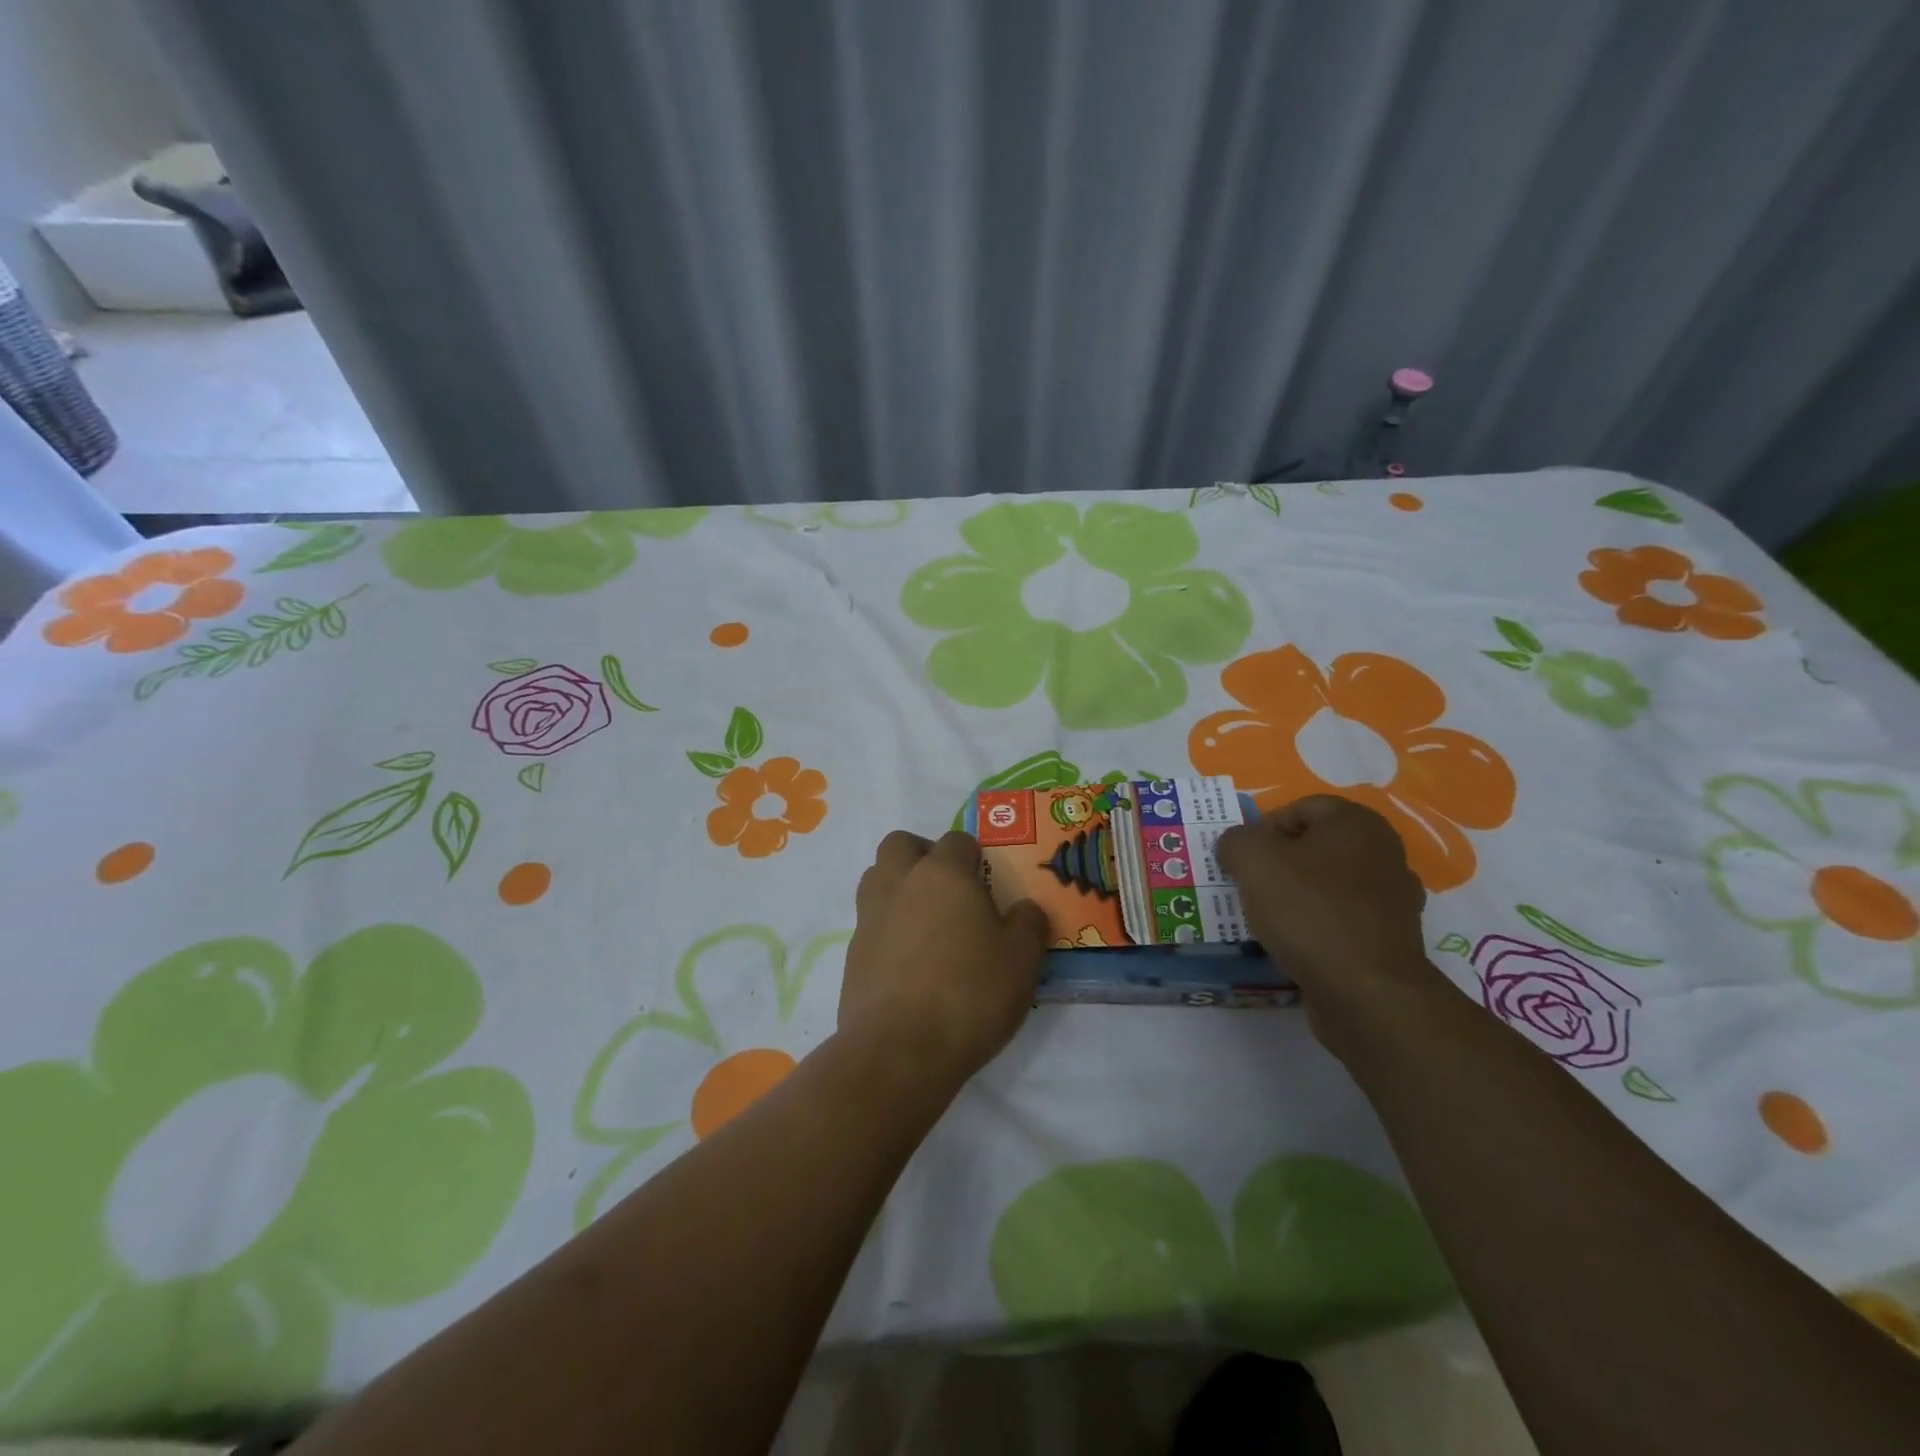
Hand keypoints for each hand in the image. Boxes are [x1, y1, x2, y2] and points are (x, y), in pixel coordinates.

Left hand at [841, 830, 1049, 1089]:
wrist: (899, 1050)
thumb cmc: (969, 993)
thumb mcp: (1021, 960)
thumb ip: (1028, 924)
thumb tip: (1025, 909)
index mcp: (943, 874)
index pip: (956, 840)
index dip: (973, 855)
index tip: (986, 882)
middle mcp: (900, 883)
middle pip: (901, 844)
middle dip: (922, 855)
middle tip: (948, 888)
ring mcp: (870, 917)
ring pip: (877, 877)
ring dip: (898, 886)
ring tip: (927, 922)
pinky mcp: (852, 953)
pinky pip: (870, 922)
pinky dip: (887, 928)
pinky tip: (909, 962)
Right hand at [1217, 795, 1451, 1052]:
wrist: (1365, 991)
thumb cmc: (1308, 910)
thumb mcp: (1252, 860)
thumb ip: (1235, 840)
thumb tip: (1237, 846)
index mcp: (1357, 823)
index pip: (1299, 808)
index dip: (1263, 829)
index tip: (1242, 860)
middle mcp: (1384, 853)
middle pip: (1313, 847)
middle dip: (1277, 864)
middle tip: (1248, 887)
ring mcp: (1392, 899)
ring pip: (1326, 885)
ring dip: (1294, 897)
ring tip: (1265, 919)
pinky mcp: (1389, 939)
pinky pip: (1340, 920)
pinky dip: (1315, 927)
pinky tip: (1293, 944)